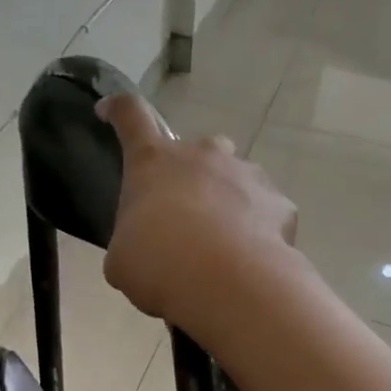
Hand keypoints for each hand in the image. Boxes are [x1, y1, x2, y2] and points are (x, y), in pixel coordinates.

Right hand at [96, 92, 297, 331]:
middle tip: (186, 215)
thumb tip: (144, 251)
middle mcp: (202, 156)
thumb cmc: (156, 263)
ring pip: (236, 179)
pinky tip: (251, 259)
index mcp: (154, 162)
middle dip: (193, 175)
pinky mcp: (279, 202)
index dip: (119, 110)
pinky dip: (259, 230)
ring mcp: (246, 174)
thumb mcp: (123, 258)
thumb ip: (132, 242)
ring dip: (228, 202)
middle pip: (197, 151)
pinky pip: (266, 212)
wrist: (221, 281)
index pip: (131, 117)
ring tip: (223, 244)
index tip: (110, 109)